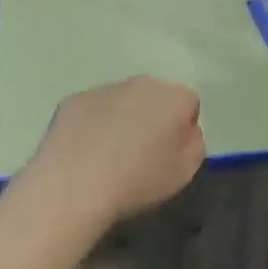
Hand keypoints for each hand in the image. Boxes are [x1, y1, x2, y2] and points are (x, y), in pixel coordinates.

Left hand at [26, 76, 204, 226]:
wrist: (74, 185)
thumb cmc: (138, 181)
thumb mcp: (185, 172)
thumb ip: (194, 143)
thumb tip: (184, 130)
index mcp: (175, 97)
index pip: (189, 105)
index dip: (181, 130)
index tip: (170, 155)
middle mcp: (142, 83)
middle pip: (155, 97)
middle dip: (152, 118)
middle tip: (140, 155)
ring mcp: (105, 88)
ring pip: (121, 101)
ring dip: (121, 120)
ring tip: (108, 158)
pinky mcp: (74, 100)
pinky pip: (92, 110)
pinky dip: (91, 125)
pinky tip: (83, 154)